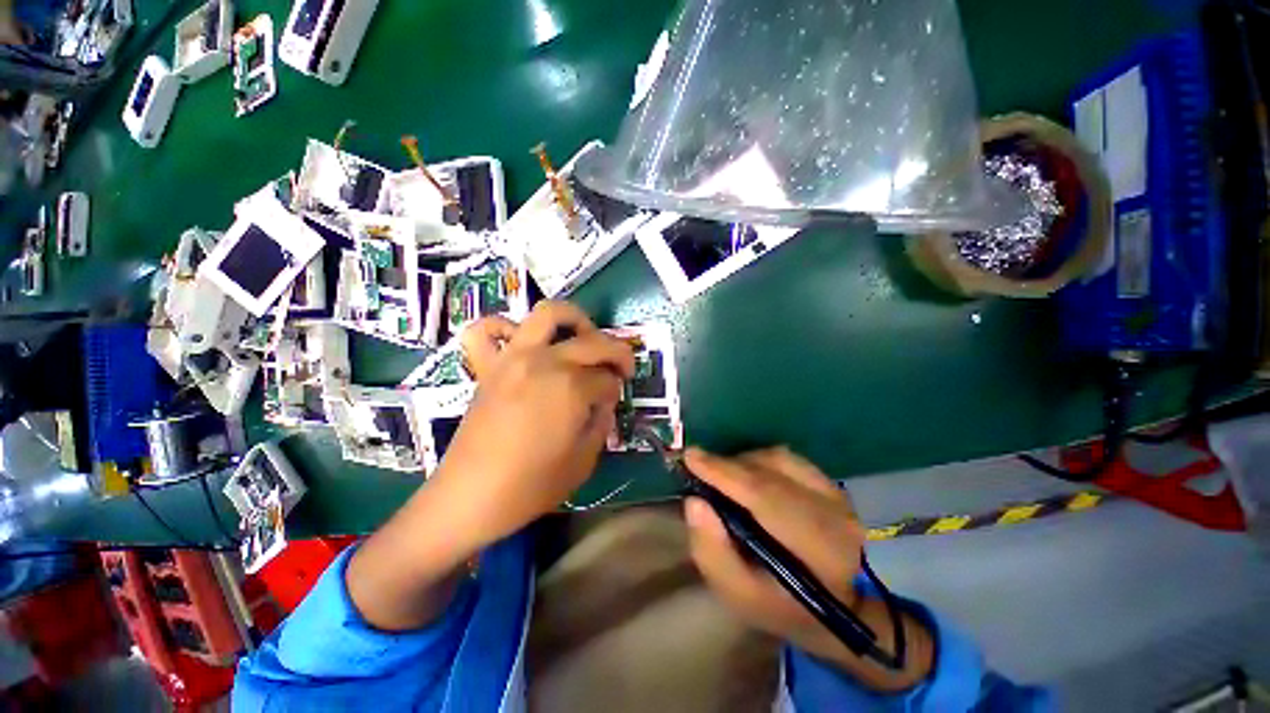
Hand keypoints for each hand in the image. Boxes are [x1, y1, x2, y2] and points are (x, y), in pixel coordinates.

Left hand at [430, 301, 634, 547]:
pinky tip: (519, 341)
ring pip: (548, 313)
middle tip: (620, 370)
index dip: (616, 391)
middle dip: (617, 352)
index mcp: (572, 387)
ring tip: (581, 338)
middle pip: (594, 341)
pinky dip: (503, 326)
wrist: (471, 497)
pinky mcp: (488, 366)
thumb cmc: (532, 485)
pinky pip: (486, 330)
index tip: (612, 404)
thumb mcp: (585, 459)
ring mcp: (514, 358)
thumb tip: (603, 401)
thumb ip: (602, 422)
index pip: (608, 378)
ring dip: (573, 319)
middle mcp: (546, 362)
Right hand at [683, 447, 933, 691]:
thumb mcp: (739, 596)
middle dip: (728, 465)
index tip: (690, 457)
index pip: (764, 496)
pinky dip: (760, 460)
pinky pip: (787, 458)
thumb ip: (712, 552)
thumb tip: (694, 502)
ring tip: (724, 476)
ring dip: (743, 462)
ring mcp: (837, 494)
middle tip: (699, 467)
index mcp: (816, 551)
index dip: (724, 472)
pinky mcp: (832, 483)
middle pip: (770, 471)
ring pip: (778, 459)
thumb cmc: (784, 607)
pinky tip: (748, 474)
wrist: (841, 605)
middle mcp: (833, 514)